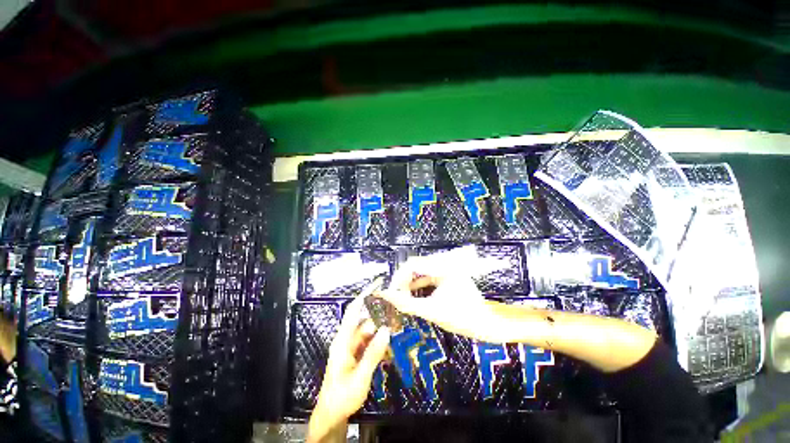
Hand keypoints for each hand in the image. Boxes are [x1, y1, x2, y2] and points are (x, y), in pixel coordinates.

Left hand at [307, 295, 390, 442]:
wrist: (331, 415)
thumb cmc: (342, 396)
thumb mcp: (359, 376)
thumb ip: (373, 353)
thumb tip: (386, 329)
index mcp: (342, 340)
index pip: (353, 310)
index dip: (364, 295)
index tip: (378, 284)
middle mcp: (347, 339)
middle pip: (365, 320)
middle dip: (380, 314)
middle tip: (398, 310)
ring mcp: (352, 347)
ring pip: (369, 331)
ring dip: (382, 328)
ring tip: (398, 326)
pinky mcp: (357, 354)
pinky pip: (370, 342)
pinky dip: (380, 341)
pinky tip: (391, 344)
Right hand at [379, 256, 499, 341]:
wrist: (485, 323)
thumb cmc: (461, 318)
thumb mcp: (431, 311)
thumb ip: (406, 303)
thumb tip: (386, 295)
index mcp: (442, 267)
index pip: (412, 264)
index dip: (398, 277)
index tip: (391, 292)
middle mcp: (443, 263)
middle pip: (415, 266)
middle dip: (403, 280)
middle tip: (396, 296)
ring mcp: (445, 268)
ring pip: (419, 270)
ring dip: (410, 283)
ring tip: (402, 296)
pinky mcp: (446, 274)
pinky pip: (427, 275)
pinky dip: (418, 284)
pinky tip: (412, 294)